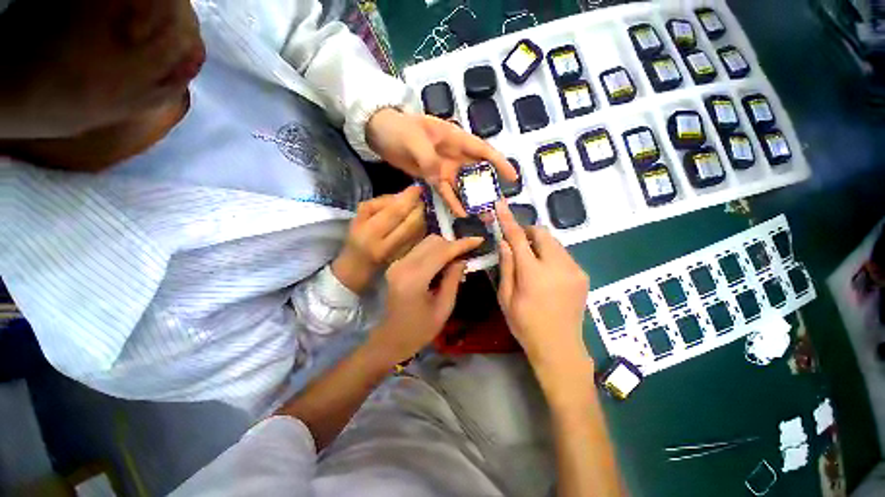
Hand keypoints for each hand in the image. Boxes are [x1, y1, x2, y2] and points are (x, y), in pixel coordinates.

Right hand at [332, 186, 425, 293]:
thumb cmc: (358, 236)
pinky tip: (417, 220)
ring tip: (416, 208)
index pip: (395, 212)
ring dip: (421, 215)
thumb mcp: (361, 215)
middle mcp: (388, 245)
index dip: (409, 198)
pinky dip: (422, 225)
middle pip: (412, 222)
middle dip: (418, 206)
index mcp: (371, 233)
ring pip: (419, 230)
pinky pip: (421, 237)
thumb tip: (404, 195)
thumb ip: (381, 203)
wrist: (360, 266)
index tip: (417, 188)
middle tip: (418, 198)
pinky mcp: (408, 256)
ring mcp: (401, 253)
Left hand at [366, 109, 516, 216]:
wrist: (380, 133)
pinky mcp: (433, 178)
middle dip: (488, 189)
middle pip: (477, 173)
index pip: (483, 151)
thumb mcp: (414, 138)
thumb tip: (440, 179)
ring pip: (463, 186)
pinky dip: (453, 202)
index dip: (500, 164)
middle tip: (498, 207)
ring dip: (473, 201)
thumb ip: (428, 159)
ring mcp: (444, 168)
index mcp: (455, 139)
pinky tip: (460, 214)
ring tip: (484, 216)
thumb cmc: (399, 128)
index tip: (513, 179)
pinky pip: (445, 192)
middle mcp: (454, 155)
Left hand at [366, 235, 482, 364]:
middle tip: (466, 256)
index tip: (479, 240)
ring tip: (455, 262)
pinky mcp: (396, 265)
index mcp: (414, 278)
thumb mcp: (443, 309)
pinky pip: (419, 250)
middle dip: (452, 244)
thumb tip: (462, 259)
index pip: (442, 251)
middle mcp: (403, 265)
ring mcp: (397, 263)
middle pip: (432, 241)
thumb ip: (453, 280)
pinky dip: (434, 252)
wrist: (389, 340)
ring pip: (425, 243)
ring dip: (443, 248)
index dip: (462, 244)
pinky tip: (441, 266)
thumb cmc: (418, 331)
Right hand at [495, 201, 592, 378]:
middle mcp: (557, 266)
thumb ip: (506, 266)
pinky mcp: (582, 275)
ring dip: (539, 244)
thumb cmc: (525, 325)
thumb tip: (504, 242)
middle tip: (518, 245)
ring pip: (554, 242)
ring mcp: (574, 270)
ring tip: (531, 262)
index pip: (518, 237)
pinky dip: (550, 254)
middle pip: (542, 233)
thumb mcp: (506, 298)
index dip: (508, 219)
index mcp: (533, 274)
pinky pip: (563, 254)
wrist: (560, 348)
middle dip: (528, 232)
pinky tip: (545, 273)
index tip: (501, 204)